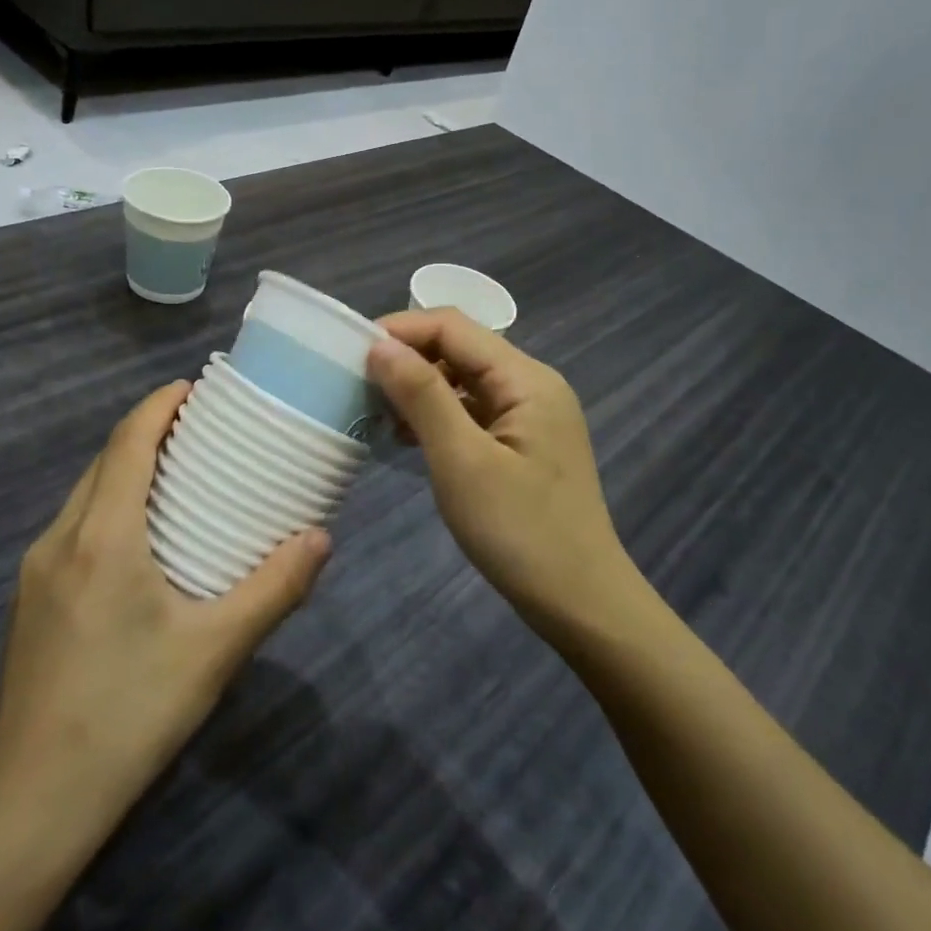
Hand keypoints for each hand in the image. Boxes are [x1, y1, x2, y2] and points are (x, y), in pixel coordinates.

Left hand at [0, 382, 330, 830]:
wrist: (34, 799)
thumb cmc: (130, 712)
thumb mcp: (215, 650)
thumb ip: (273, 589)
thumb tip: (320, 538)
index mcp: (101, 538)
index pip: (126, 444)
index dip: (157, 406)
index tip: (193, 386)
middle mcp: (59, 541)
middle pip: (102, 463)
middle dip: (145, 433)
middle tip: (199, 431)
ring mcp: (35, 573)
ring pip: (83, 496)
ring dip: (125, 471)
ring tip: (176, 477)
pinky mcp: (30, 603)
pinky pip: (73, 529)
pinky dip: (108, 508)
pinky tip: (139, 542)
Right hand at [368, 312, 639, 639]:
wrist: (580, 603)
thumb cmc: (519, 532)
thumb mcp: (462, 460)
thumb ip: (422, 396)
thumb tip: (380, 345)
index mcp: (526, 379)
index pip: (454, 327)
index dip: (401, 330)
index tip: (350, 354)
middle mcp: (532, 386)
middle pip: (461, 349)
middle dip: (408, 358)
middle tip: (356, 385)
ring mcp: (531, 417)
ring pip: (465, 382)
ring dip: (420, 388)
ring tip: (374, 411)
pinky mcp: (523, 445)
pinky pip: (473, 413)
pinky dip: (438, 417)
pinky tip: (407, 438)